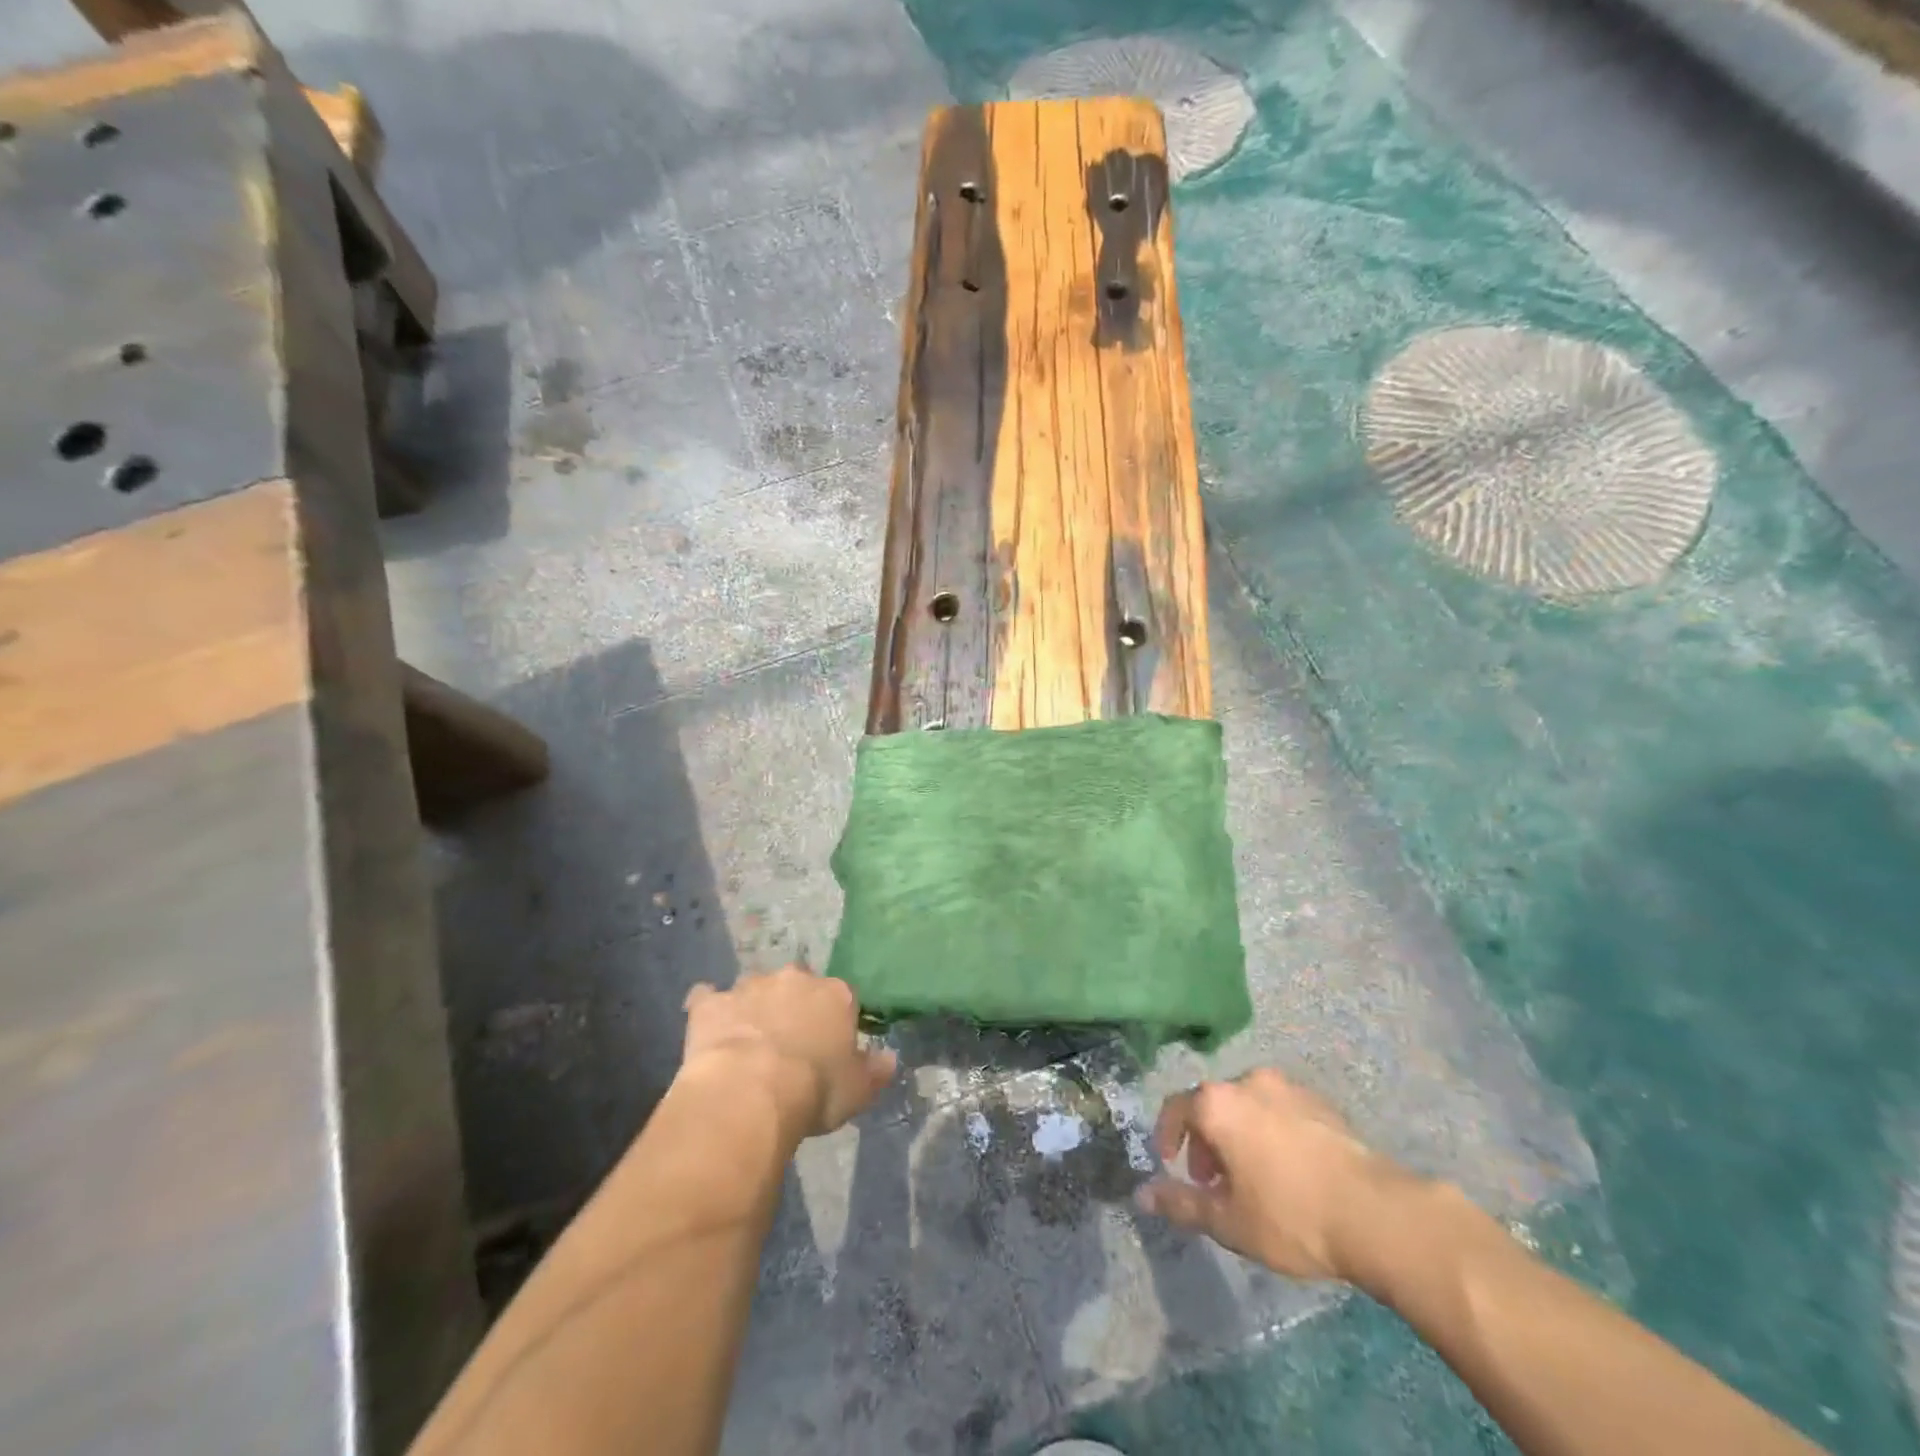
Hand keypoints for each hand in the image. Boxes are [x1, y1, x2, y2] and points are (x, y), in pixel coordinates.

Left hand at [680, 965, 896, 1144]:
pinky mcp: (712, 1003)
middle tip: (787, 1043)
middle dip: (793, 1006)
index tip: (827, 1048)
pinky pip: (708, 998)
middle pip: (797, 986)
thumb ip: (875, 1070)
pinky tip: (707, 1030)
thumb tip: (889, 1058)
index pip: (842, 998)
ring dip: (753, 1008)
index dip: (833, 1023)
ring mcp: (750, 987)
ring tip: (747, 1045)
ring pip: (755, 989)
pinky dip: (709, 1009)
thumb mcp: (857, 1090)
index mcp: (836, 994)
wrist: (750, 1091)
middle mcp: (795, 979)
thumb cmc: (814, 1090)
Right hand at [1136, 1067, 1411, 1281]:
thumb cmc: (1291, 1216)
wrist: (1377, 1213)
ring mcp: (1287, 1088)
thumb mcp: (1229, 1221)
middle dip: (1205, 1140)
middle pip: (1212, 1104)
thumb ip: (1182, 1203)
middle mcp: (1247, 1082)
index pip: (1175, 1108)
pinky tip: (1287, 1171)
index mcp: (1218, 1103)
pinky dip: (1269, 1131)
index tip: (1172, 1165)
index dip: (1167, 1135)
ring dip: (1238, 1135)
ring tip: (1251, 1179)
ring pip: (1247, 1105)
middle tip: (1212, 1182)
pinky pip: (1278, 1110)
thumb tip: (1142, 1195)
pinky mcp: (1320, 1102)